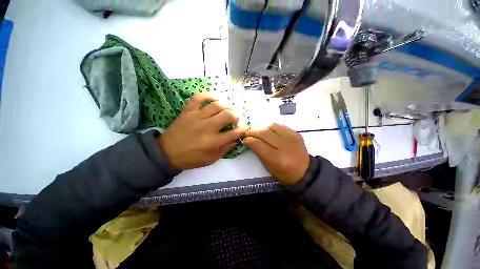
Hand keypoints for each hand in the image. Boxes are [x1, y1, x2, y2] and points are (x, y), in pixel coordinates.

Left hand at [157, 93, 246, 169]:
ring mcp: (197, 117)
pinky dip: (209, 95)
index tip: (244, 128)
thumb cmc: (191, 158)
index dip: (243, 129)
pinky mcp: (188, 111)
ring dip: (227, 106)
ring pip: (217, 105)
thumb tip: (236, 139)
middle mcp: (208, 127)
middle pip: (228, 115)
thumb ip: (225, 149)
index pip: (234, 133)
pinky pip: (199, 97)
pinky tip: (215, 99)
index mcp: (214, 142)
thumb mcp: (211, 159)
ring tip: (227, 110)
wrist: (167, 153)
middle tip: (235, 119)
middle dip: (236, 116)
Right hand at [244, 124, 309, 185]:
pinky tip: (270, 132)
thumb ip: (258, 152)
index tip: (245, 139)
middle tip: (248, 133)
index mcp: (277, 159)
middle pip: (264, 133)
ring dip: (262, 129)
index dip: (249, 140)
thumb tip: (250, 140)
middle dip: (253, 132)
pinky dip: (272, 128)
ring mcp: (292, 138)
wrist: (305, 171)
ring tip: (259, 133)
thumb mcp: (268, 166)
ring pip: (272, 126)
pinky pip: (280, 126)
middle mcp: (285, 146)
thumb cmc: (283, 173)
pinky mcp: (296, 133)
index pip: (258, 144)